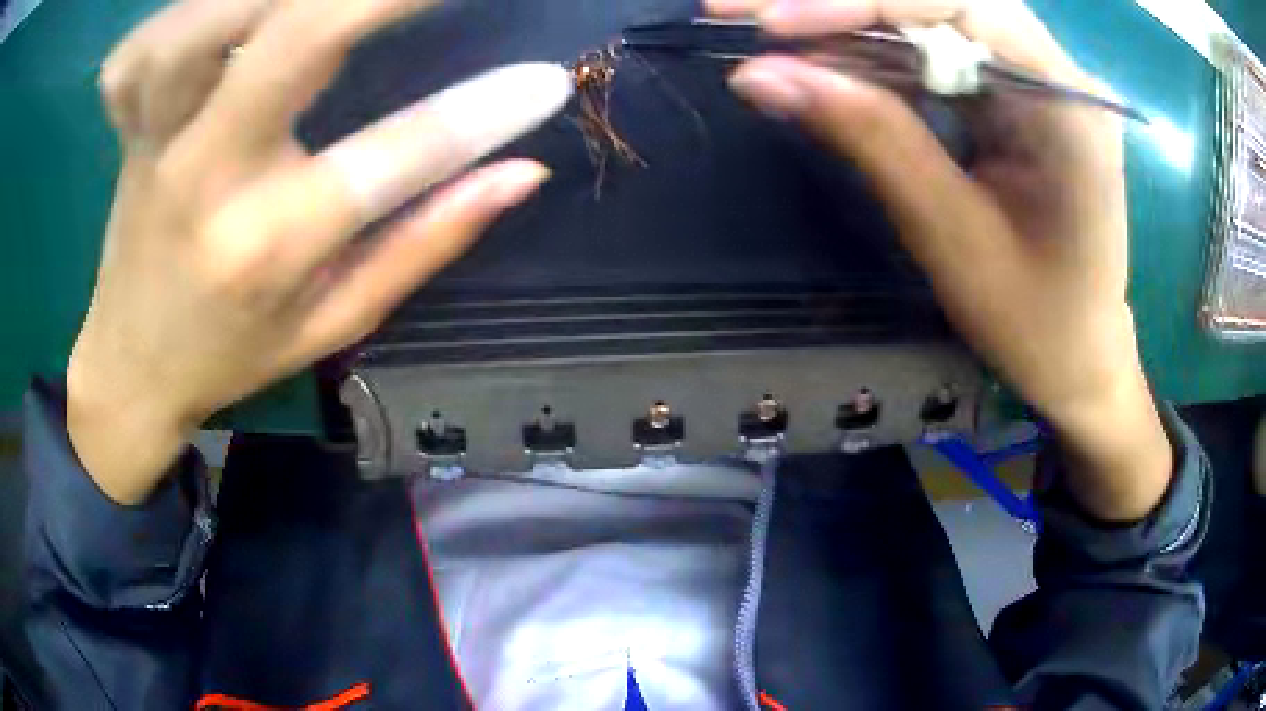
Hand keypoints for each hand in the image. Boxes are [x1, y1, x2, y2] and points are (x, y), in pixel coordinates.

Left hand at [67, 0, 571, 503]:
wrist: (130, 370)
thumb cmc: (231, 357)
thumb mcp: (334, 323)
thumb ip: (425, 243)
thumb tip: (522, 174)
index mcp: (271, 247)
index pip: (396, 158)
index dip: (485, 110)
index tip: (547, 78)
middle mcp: (208, 178)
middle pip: (294, 40)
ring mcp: (156, 142)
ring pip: (202, 25)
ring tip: (322, 1)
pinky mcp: (128, 127)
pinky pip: (142, 49)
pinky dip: (184, 9)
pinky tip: (223, 10)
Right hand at [712, 0, 1171, 519]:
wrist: (1082, 359)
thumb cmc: (1035, 322)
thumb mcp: (950, 235)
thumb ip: (867, 137)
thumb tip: (759, 75)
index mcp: (1067, 105)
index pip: (958, 7)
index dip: (858, 3)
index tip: (768, 23)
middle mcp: (1059, 72)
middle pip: (943, 1)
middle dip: (844, 5)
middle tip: (747, 14)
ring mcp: (1041, 78)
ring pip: (936, 19)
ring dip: (852, 26)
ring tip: (774, 38)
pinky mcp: (1020, 93)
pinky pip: (942, 50)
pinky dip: (880, 55)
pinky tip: (827, 62)